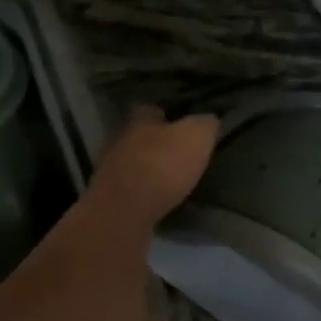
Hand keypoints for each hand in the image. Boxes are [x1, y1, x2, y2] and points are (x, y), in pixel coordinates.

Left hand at [90, 106, 219, 224]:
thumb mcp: (196, 137)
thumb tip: (210, 121)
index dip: (168, 115)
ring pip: (135, 164)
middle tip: (181, 155)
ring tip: (173, 181)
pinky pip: (132, 190)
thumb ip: (205, 124)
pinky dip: (145, 194)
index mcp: (139, 119)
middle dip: (158, 144)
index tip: (183, 124)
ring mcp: (111, 170)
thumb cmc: (162, 165)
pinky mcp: (110, 198)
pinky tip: (160, 201)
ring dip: (150, 170)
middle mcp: (120, 140)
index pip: (151, 109)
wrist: (125, 211)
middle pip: (141, 136)